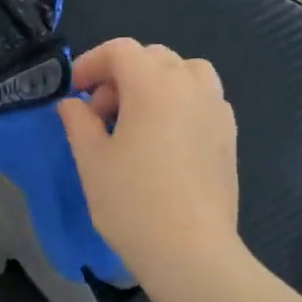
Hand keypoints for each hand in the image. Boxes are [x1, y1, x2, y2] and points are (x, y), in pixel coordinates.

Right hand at [57, 39, 240, 294]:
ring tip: (136, 121)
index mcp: (154, 84)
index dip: (91, 63)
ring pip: (184, 73)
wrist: (191, 251)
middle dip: (121, 76)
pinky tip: (164, 141)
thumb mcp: (91, 160)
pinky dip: (179, 104)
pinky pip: (202, 99)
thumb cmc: (132, 203)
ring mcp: (216, 109)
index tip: (74, 92)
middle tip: (100, 115)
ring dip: (154, 85)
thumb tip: (73, 104)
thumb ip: (78, 122)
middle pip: (153, 57)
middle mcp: (191, 85)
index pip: (120, 50)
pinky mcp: (229, 135)